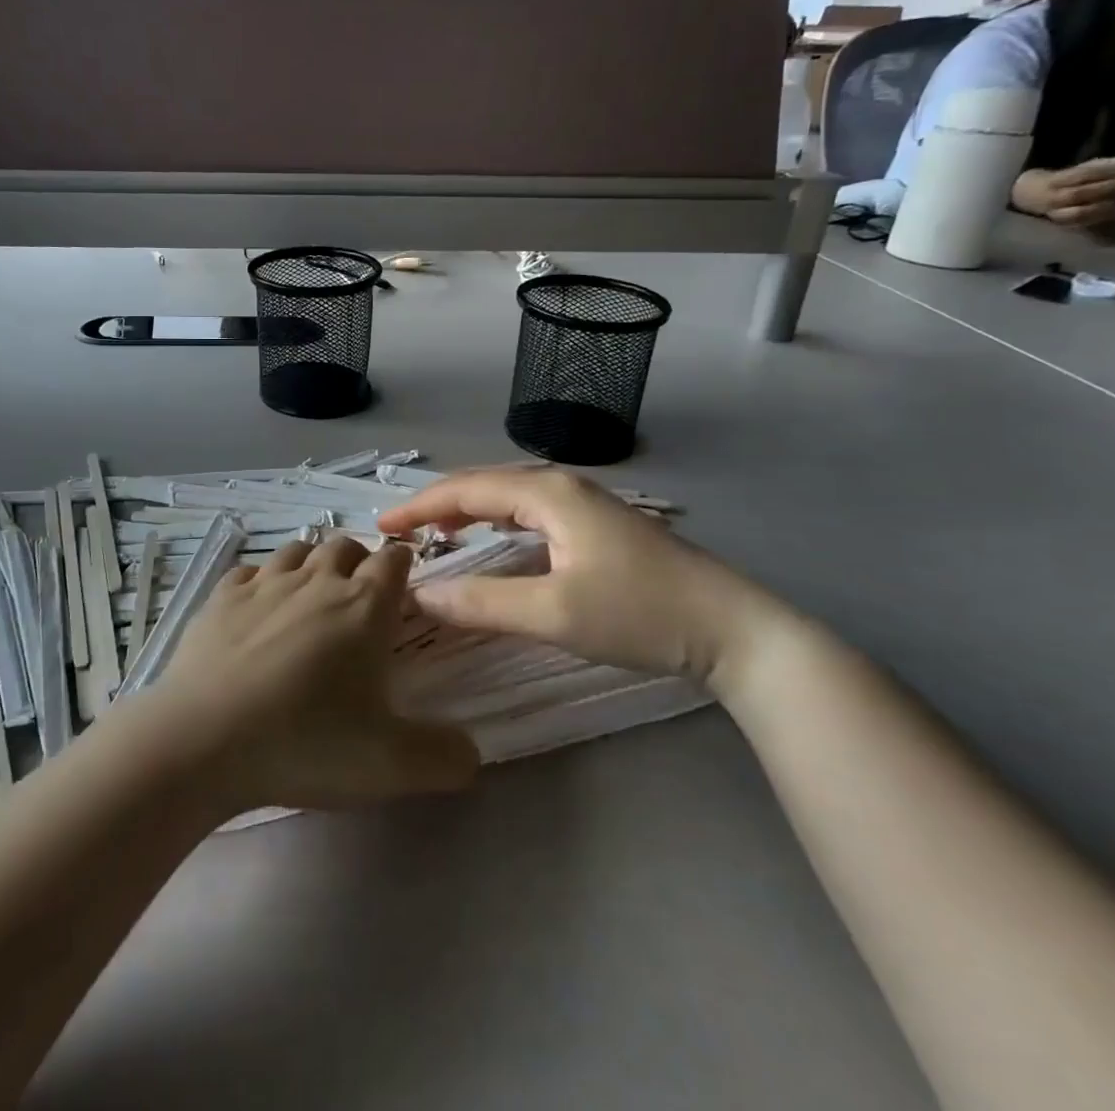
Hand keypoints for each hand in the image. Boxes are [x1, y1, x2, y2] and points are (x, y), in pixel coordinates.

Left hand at [147, 535, 478, 811]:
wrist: (203, 740)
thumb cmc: (304, 743)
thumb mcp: (390, 765)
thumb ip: (444, 757)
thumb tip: (471, 751)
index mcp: (363, 606)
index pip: (393, 561)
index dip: (402, 567)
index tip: (403, 588)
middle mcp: (316, 581)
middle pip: (345, 546)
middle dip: (358, 562)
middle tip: (359, 600)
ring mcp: (264, 583)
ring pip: (297, 550)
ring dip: (311, 564)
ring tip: (311, 597)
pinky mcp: (221, 596)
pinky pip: (250, 571)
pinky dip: (261, 581)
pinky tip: (258, 609)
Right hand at [378, 469, 799, 691]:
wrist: (732, 630)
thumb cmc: (640, 614)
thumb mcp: (554, 613)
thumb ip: (482, 603)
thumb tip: (419, 593)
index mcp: (548, 493)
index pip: (466, 490)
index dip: (419, 507)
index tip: (381, 528)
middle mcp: (563, 487)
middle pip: (485, 485)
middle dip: (439, 506)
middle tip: (402, 534)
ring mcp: (585, 504)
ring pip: (509, 498)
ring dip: (468, 513)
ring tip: (436, 536)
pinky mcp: (598, 526)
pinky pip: (530, 513)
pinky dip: (497, 524)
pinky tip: (494, 542)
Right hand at [1011, 155, 1114, 227]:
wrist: (1025, 199)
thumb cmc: (1055, 181)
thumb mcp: (1072, 169)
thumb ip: (1099, 165)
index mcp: (1052, 182)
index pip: (1082, 174)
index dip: (1108, 169)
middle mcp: (1051, 199)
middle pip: (1082, 193)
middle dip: (1112, 186)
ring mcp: (1054, 214)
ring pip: (1082, 212)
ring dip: (1110, 204)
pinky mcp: (1061, 225)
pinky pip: (1083, 222)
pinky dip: (1103, 216)